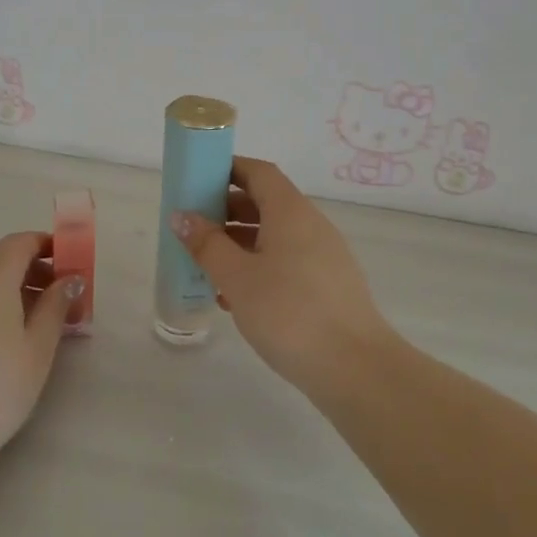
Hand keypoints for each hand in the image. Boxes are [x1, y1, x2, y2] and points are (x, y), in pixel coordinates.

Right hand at [172, 158, 389, 391]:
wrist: (354, 368)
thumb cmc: (289, 312)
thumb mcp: (237, 277)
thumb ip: (207, 245)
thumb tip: (182, 216)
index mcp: (290, 212)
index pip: (258, 172)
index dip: (228, 169)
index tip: (197, 179)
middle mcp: (311, 225)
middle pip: (266, 202)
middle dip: (227, 210)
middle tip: (194, 228)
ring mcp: (324, 255)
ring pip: (275, 235)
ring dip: (240, 243)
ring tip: (207, 267)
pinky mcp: (328, 285)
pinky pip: (287, 261)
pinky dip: (259, 267)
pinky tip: (236, 298)